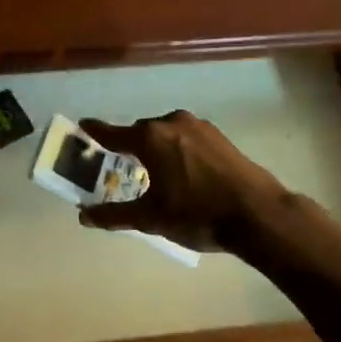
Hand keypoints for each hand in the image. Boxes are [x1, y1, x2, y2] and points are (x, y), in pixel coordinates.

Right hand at [77, 111, 287, 252]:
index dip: (96, 131)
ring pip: (166, 133)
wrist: (257, 214)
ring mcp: (199, 126)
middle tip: (120, 162)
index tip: (83, 125)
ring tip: (153, 170)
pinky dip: (177, 148)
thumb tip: (83, 216)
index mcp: (150, 138)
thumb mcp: (150, 219)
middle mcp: (171, 123)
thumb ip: (114, 215)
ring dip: (156, 147)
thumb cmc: (197, 214)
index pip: (113, 133)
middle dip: (129, 145)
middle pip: (141, 131)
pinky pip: (186, 137)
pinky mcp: (219, 136)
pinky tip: (182, 170)